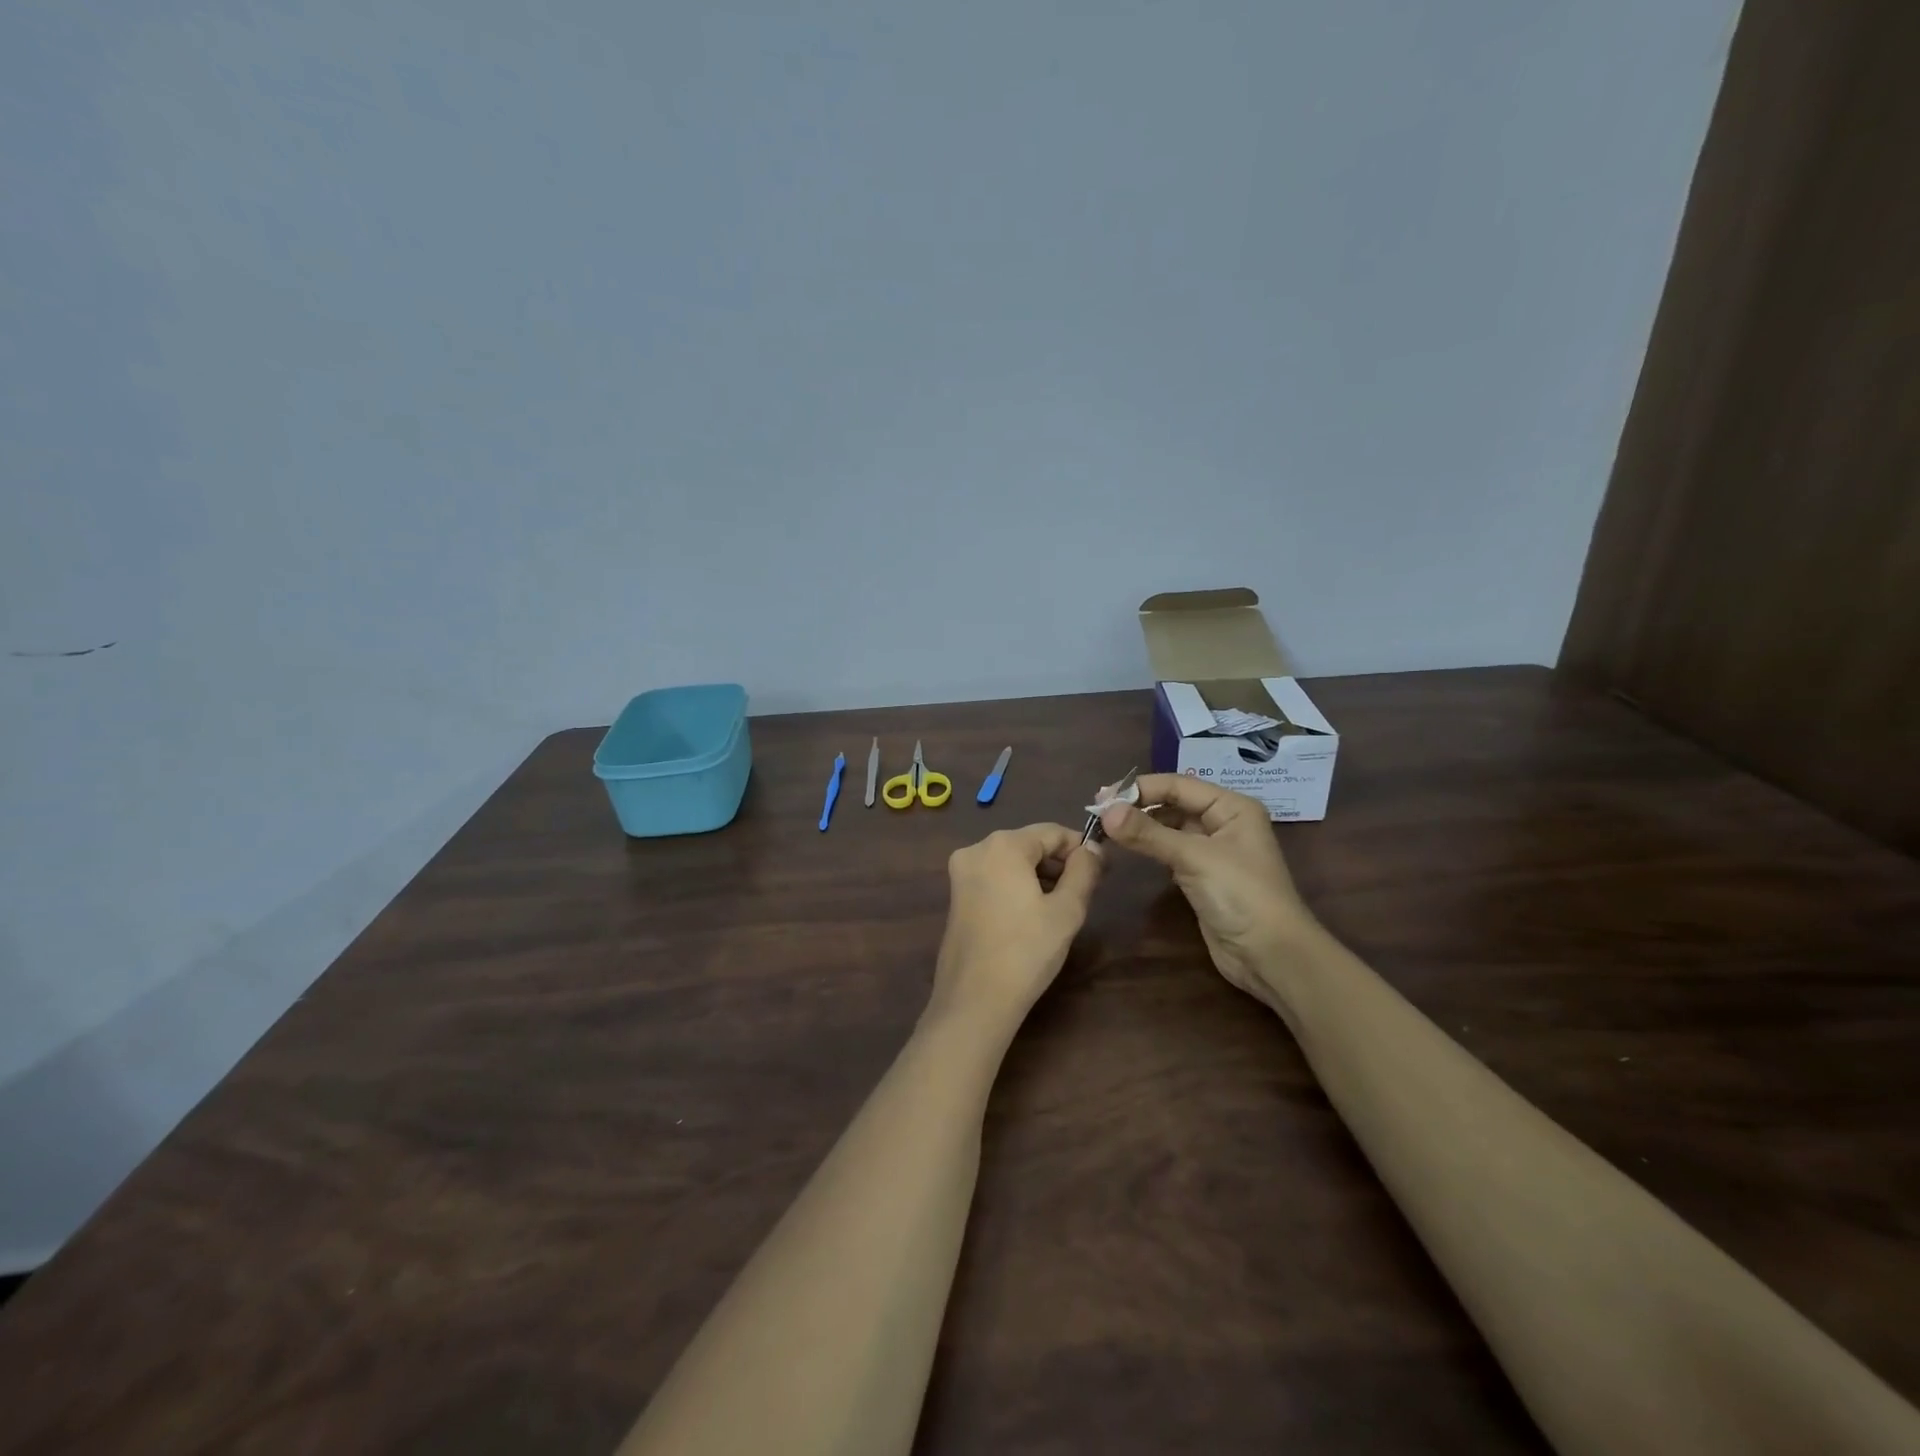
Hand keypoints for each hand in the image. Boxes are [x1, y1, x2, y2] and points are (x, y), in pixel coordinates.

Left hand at [929, 824, 1103, 1034]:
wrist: (975, 1000)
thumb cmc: (1027, 951)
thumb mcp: (1067, 910)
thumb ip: (1084, 871)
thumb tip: (1093, 849)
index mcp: (1003, 845)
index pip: (1052, 832)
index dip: (1081, 848)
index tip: (1103, 870)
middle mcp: (976, 849)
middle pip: (1030, 844)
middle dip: (1059, 862)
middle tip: (1086, 890)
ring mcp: (961, 873)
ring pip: (1012, 861)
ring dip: (1040, 875)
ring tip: (1063, 906)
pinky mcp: (956, 895)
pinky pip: (995, 877)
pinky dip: (1017, 886)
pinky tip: (1034, 914)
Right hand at [1097, 775, 1315, 1008]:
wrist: (1271, 956)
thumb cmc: (1241, 895)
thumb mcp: (1194, 858)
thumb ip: (1148, 833)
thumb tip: (1104, 812)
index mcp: (1232, 807)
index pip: (1179, 785)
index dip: (1140, 788)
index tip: (1102, 797)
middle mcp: (1224, 823)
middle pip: (1174, 803)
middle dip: (1138, 805)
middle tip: (1098, 811)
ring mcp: (1213, 851)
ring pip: (1170, 827)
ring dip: (1141, 826)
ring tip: (1106, 827)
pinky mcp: (1202, 876)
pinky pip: (1170, 851)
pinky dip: (1149, 847)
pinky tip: (1127, 847)